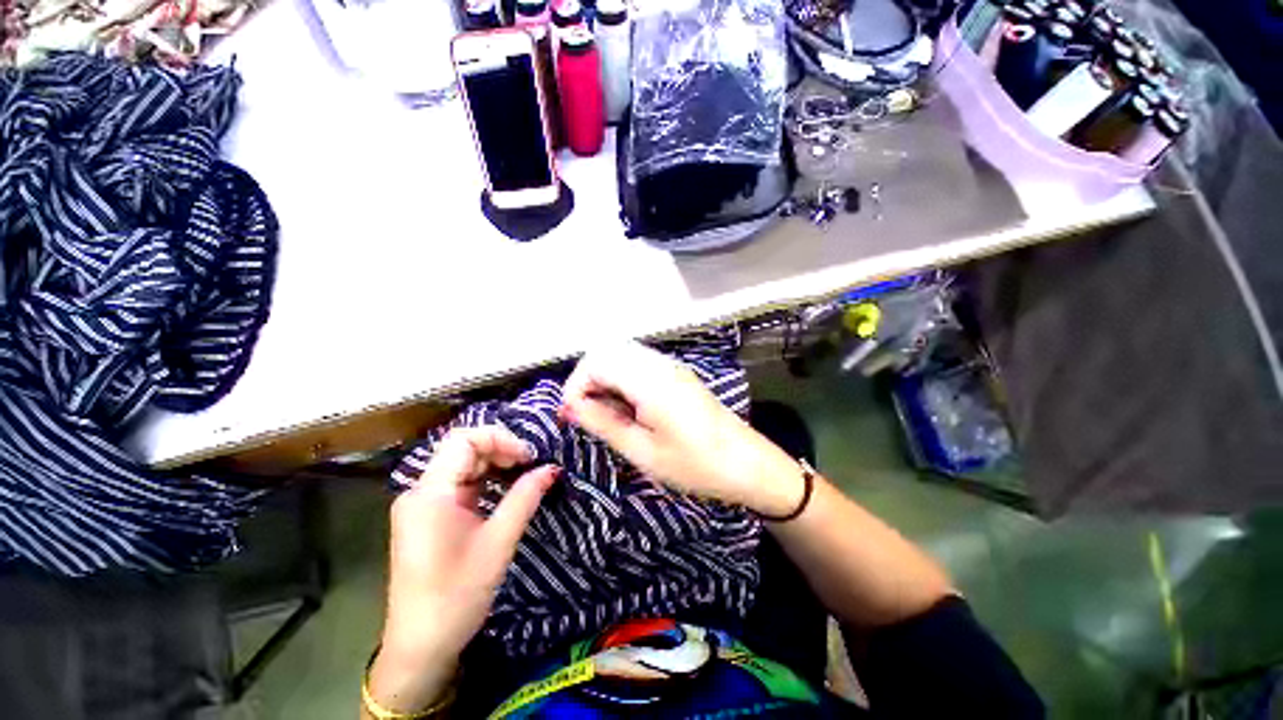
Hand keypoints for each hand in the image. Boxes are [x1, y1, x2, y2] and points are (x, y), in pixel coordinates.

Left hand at [371, 427, 557, 713]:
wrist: (420, 647)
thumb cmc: (456, 596)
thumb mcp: (498, 542)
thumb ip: (525, 498)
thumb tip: (551, 468)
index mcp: (429, 494)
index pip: (463, 440)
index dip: (499, 438)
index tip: (528, 457)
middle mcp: (420, 492)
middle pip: (462, 450)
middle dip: (500, 450)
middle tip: (531, 466)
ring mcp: (422, 505)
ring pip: (462, 466)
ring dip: (494, 465)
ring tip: (524, 475)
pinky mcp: (428, 518)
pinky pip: (459, 485)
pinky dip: (485, 481)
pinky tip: (506, 489)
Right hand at [561, 342, 801, 515]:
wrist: (747, 464)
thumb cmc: (694, 464)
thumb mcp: (642, 451)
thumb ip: (603, 423)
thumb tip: (571, 406)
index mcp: (649, 380)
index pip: (596, 361)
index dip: (575, 384)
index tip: (571, 415)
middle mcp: (659, 364)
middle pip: (607, 352)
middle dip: (587, 379)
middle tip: (585, 414)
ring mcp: (670, 366)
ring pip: (622, 356)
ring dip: (605, 379)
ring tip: (604, 414)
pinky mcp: (677, 374)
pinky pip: (639, 365)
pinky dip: (622, 380)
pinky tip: (627, 408)